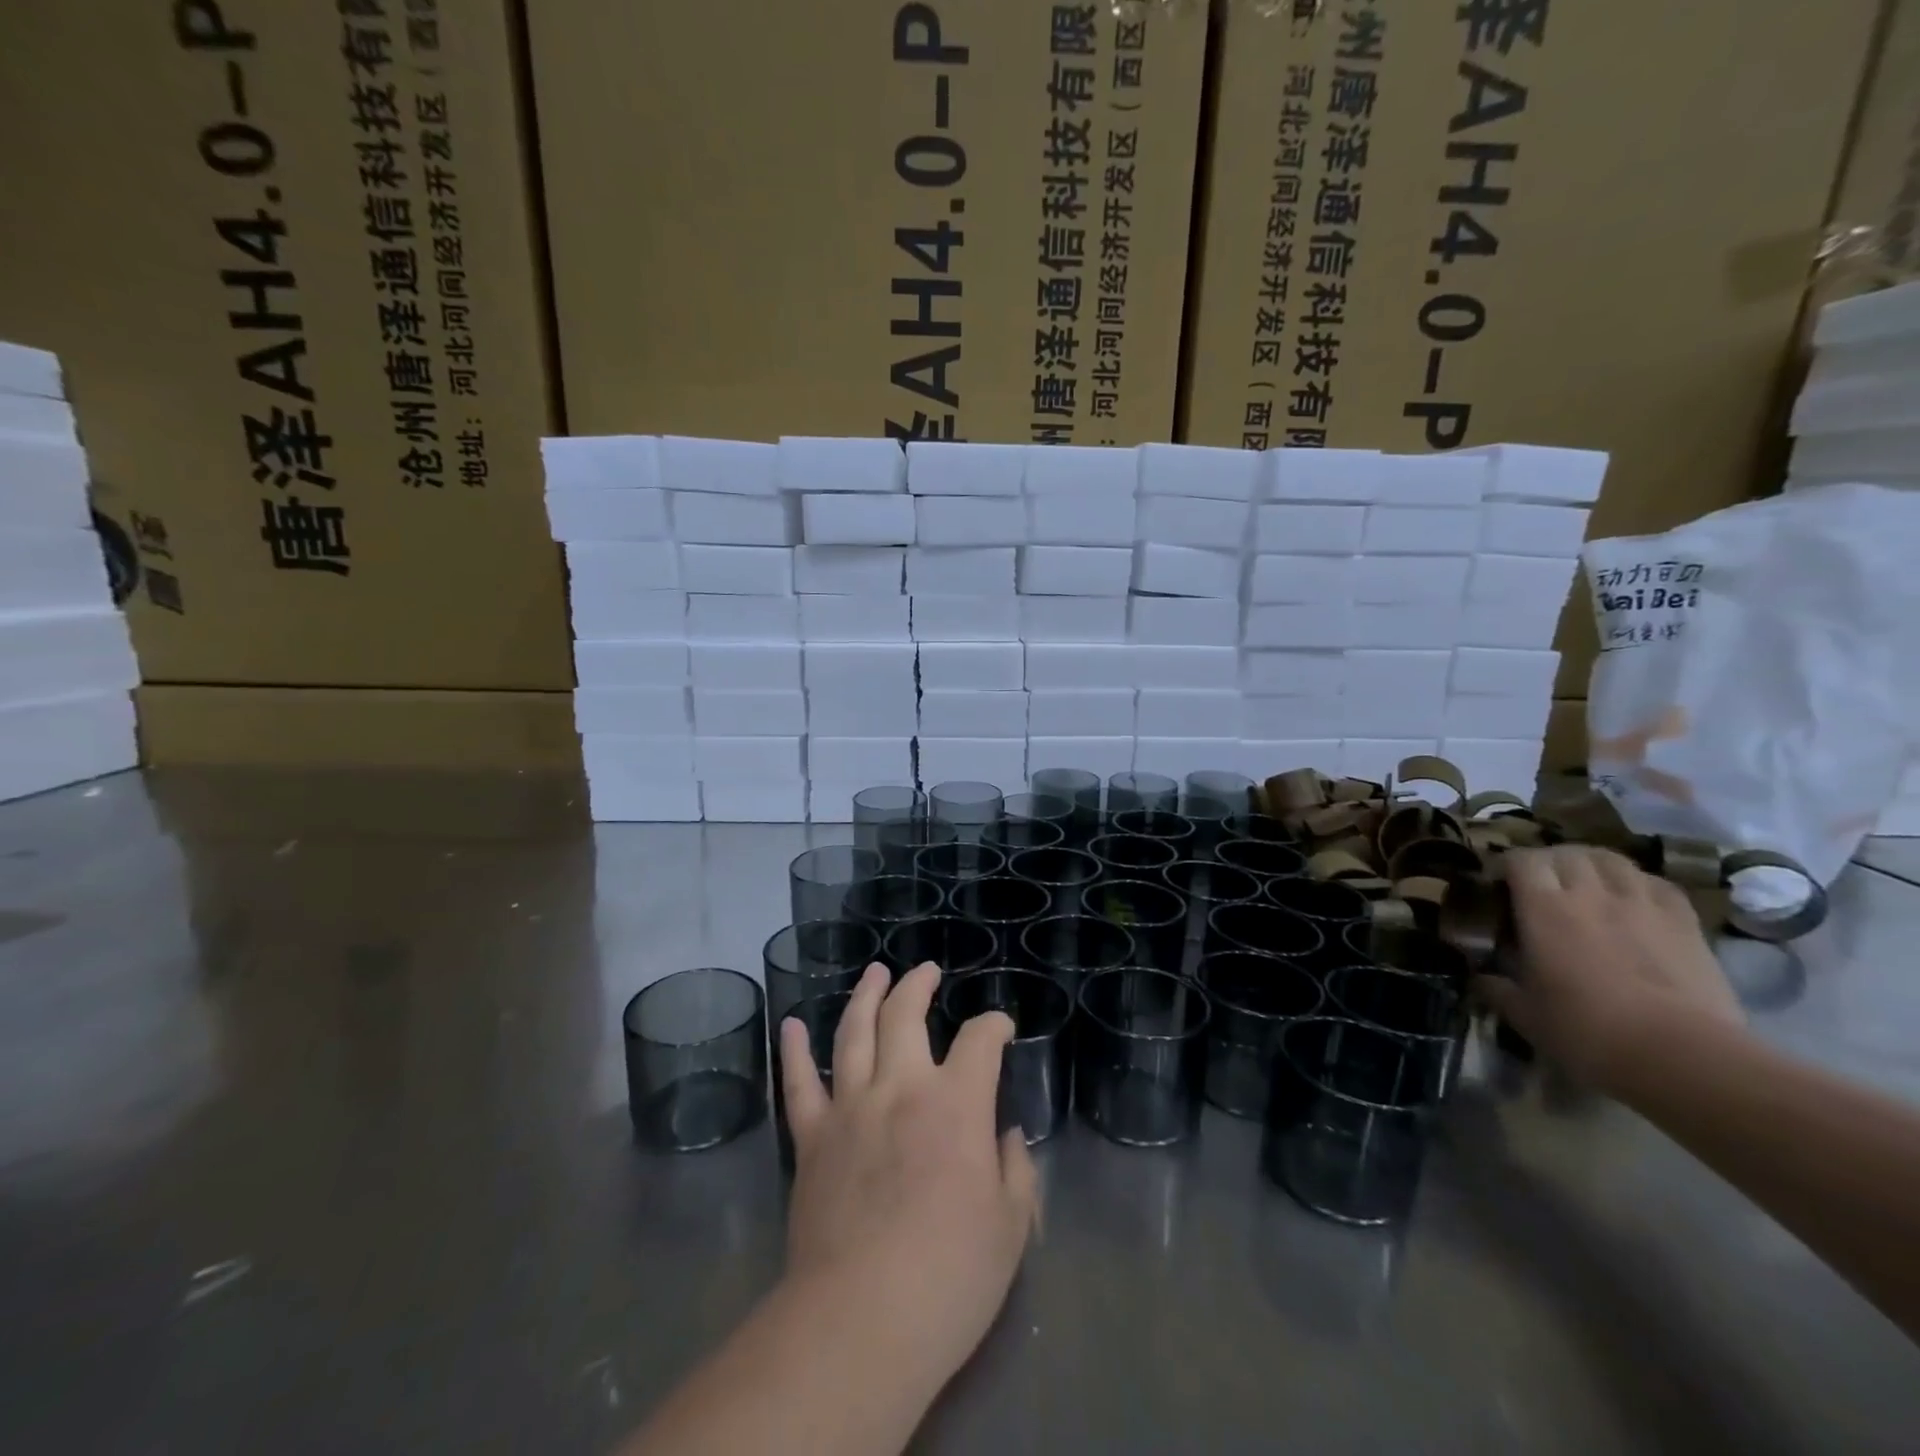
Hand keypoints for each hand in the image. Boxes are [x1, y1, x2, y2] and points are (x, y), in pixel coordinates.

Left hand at [779, 961, 1038, 1388]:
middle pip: (905, 1015)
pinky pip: (799, 1084)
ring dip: (865, 996)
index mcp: (956, 1104)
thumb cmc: (949, 1278)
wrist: (860, 1321)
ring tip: (875, 973)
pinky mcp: (812, 1138)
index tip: (1001, 1028)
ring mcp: (850, 1108)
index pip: (980, 1041)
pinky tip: (792, 1024)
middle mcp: (901, 1088)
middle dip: (919, 985)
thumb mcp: (1010, 1228)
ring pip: (854, 1032)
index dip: (994, 1026)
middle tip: (926, 970)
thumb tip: (1004, 1135)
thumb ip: (1015, 1170)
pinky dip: (795, 1050)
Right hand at [1475, 845, 1744, 1092]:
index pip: (1520, 860)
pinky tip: (1633, 899)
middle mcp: (1590, 894)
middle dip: (1548, 861)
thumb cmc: (1587, 1031)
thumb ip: (1497, 989)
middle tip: (1540, 882)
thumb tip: (1481, 979)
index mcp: (1543, 908)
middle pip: (1566, 853)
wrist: (1682, 1057)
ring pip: (1612, 860)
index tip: (1497, 883)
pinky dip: (1638, 883)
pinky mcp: (1685, 923)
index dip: (1506, 865)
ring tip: (1585, 881)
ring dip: (1592, 864)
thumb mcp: (1524, 1014)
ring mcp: (1642, 905)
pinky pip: (1657, 884)